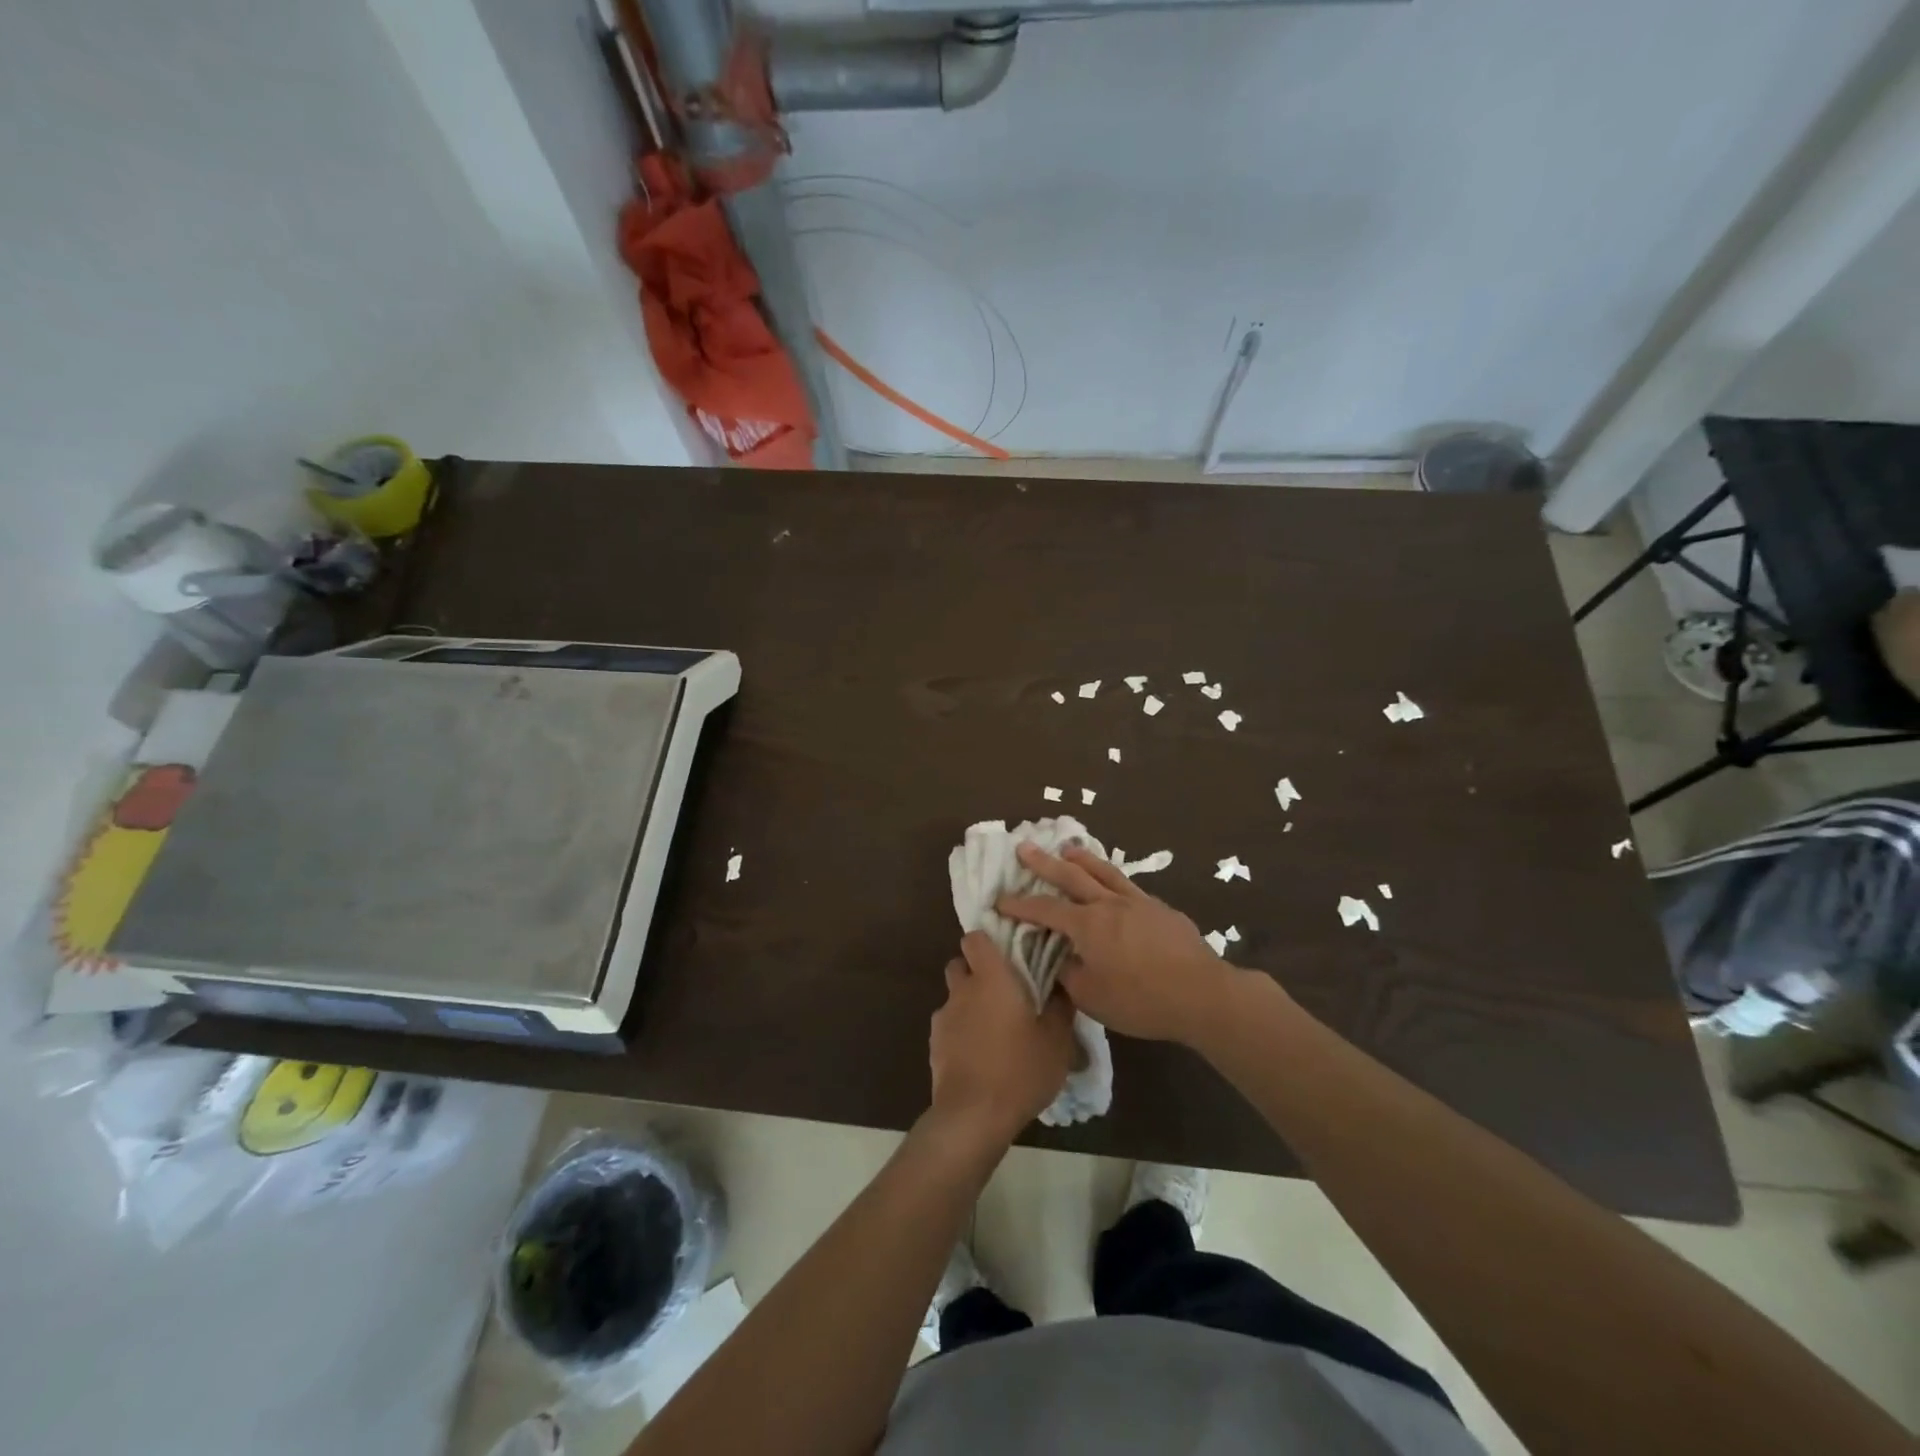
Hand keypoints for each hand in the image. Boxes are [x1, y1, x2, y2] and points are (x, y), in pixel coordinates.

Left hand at [928, 931, 1076, 1145]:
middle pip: (960, 964)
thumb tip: (1062, 983)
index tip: (1007, 951)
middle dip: (976, 971)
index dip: (987, 940)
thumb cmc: (1021, 1068)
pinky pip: (949, 1026)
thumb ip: (1061, 1005)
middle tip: (1004, 992)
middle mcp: (962, 989)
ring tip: (994, 1029)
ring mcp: (944, 1017)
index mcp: (991, 977)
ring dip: (969, 1004)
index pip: (975, 938)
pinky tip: (980, 1055)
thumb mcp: (1057, 1039)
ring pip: (954, 997)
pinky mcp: (934, 1045)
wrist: (974, 1116)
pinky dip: (961, 1032)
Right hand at [998, 844, 1239, 1045]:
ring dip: (1082, 858)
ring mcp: (1137, 902)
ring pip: (1103, 872)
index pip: (1045, 910)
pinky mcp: (1160, 909)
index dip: (1020, 905)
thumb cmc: (1141, 1000)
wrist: (1201, 993)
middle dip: (1044, 863)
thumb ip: (1070, 975)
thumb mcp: (1093, 997)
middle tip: (1024, 847)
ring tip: (1068, 847)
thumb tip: (1062, 959)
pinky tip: (1113, 883)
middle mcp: (1108, 904)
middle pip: (1071, 876)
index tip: (1000, 899)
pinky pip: (1128, 885)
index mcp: (1087, 926)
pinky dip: (1112, 878)